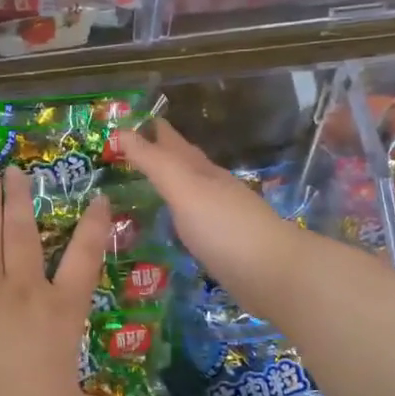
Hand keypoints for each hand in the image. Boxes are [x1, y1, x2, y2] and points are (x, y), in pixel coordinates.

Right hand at [115, 120, 306, 317]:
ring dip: (173, 185)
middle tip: (135, 150)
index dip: (154, 131)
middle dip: (163, 154)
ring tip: (150, 184)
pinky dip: (181, 216)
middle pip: (186, 164)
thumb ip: (154, 163)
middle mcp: (214, 188)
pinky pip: (195, 222)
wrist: (273, 273)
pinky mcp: (225, 245)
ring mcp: (222, 217)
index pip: (174, 143)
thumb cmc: (225, 227)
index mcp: (203, 172)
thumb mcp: (184, 190)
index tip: (132, 122)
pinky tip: (175, 225)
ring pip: (192, 192)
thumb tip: (121, 131)